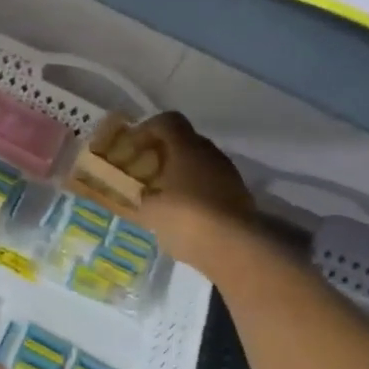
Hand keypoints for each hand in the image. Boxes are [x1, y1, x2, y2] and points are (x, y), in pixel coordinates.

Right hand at [84, 111, 256, 268]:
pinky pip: (209, 184)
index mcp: (186, 147)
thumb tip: (139, 194)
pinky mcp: (238, 195)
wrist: (235, 247)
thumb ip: (139, 198)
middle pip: (183, 141)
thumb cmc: (185, 217)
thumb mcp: (149, 210)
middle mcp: (210, 153)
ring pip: (198, 163)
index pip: (167, 121)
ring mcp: (228, 173)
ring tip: (161, 194)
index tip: (131, 148)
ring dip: (179, 173)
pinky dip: (194, 191)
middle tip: (143, 171)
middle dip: (162, 153)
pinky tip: (181, 212)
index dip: (146, 130)